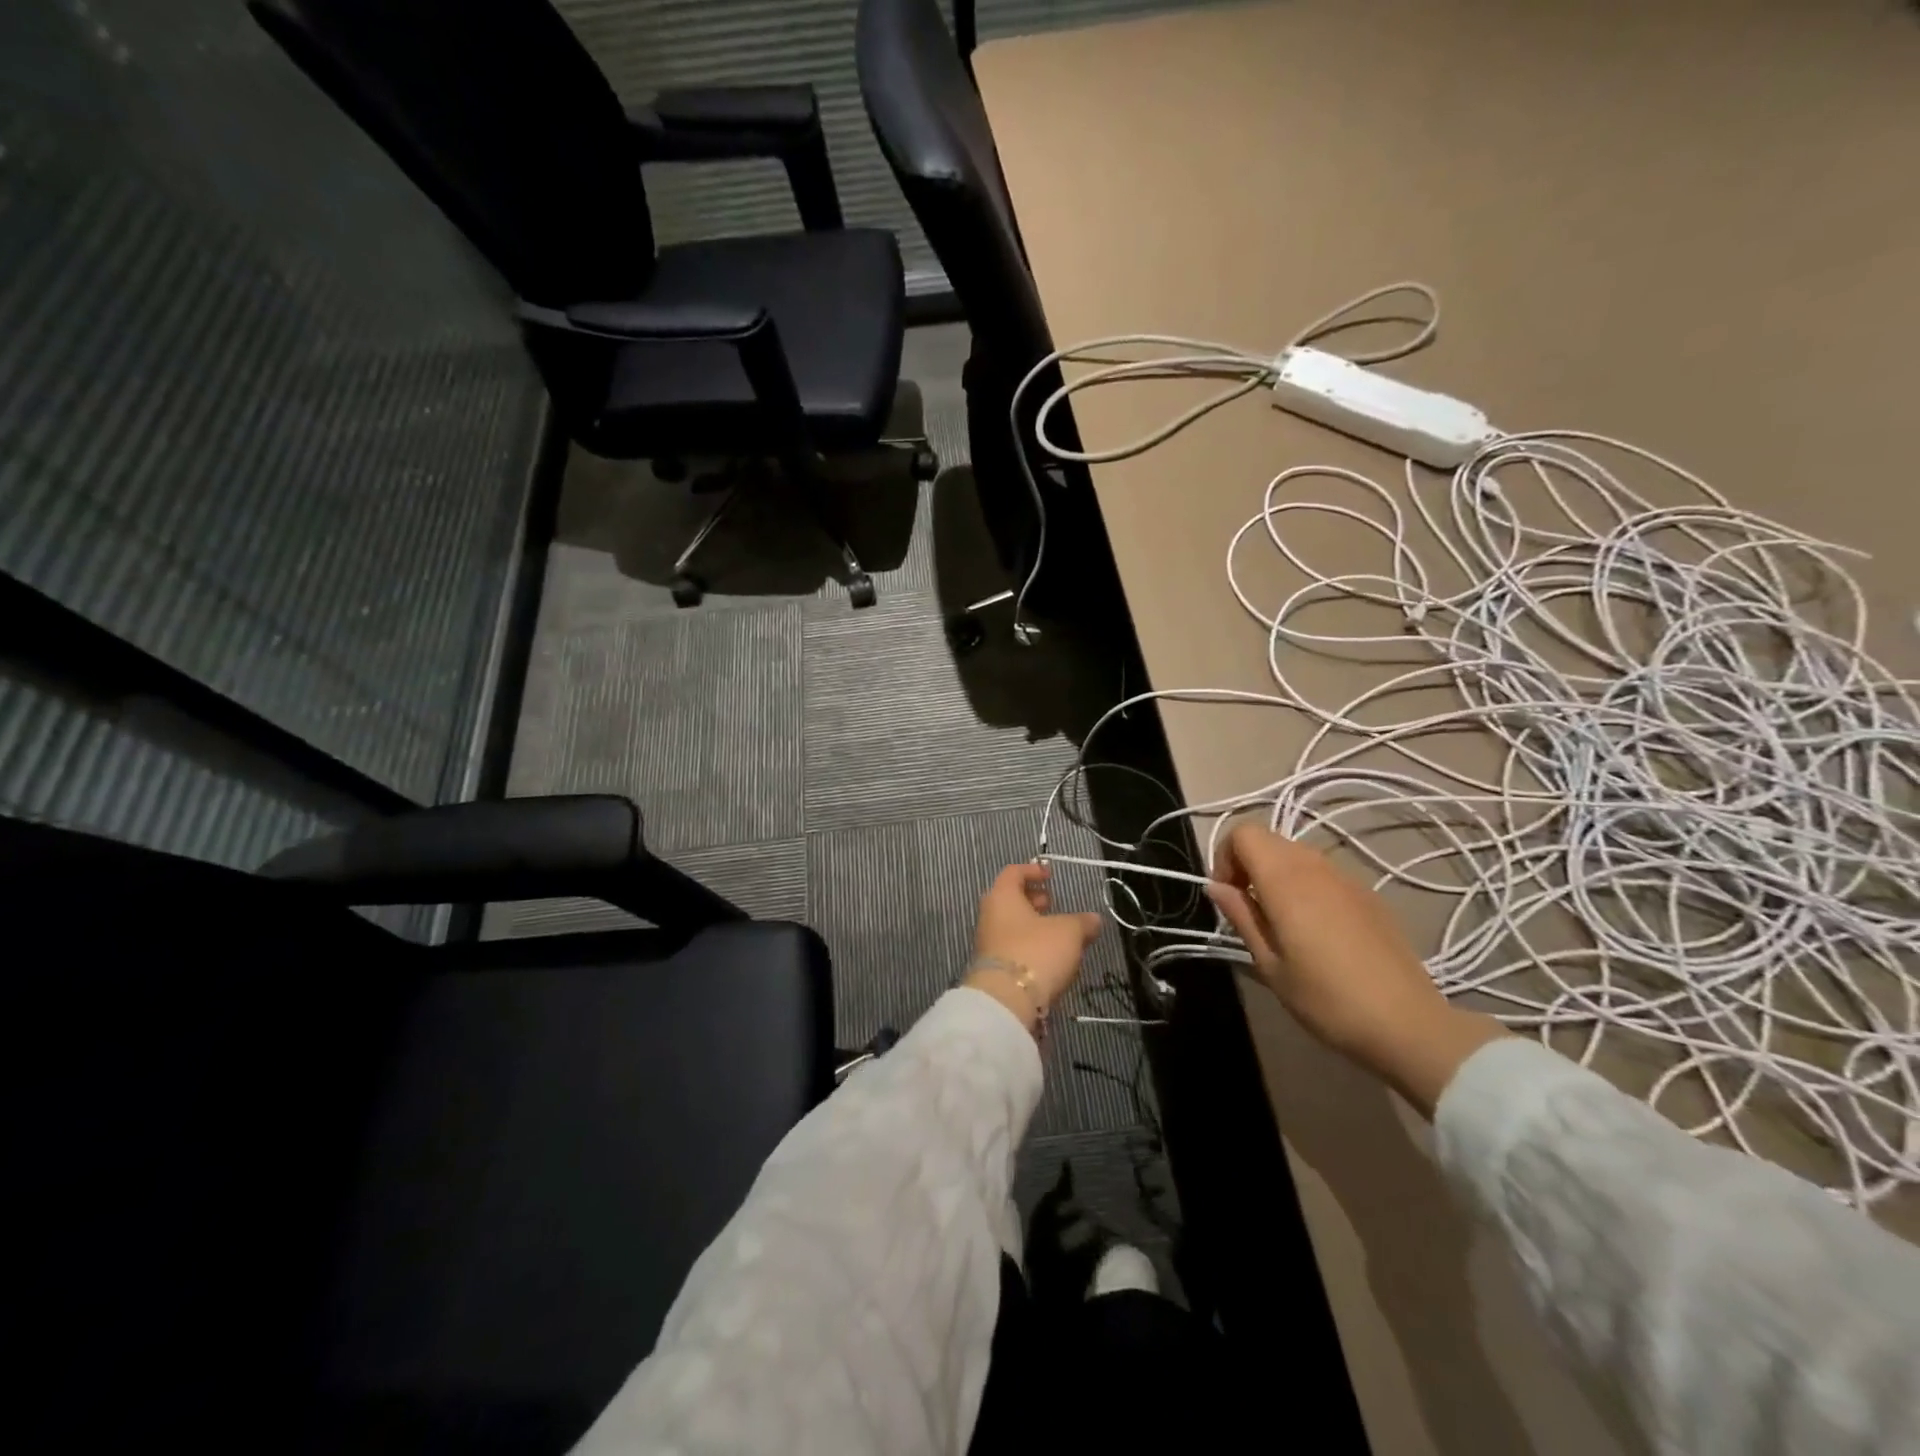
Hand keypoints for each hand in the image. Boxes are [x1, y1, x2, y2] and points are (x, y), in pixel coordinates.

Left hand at [966, 862, 1101, 1033]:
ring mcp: (988, 944)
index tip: (1050, 876)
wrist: (1006, 1001)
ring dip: (1033, 926)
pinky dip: (1029, 946)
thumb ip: (1082, 922)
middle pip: (1010, 899)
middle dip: (1032, 900)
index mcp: (1002, 896)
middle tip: (1053, 904)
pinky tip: (1050, 959)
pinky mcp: (993, 969)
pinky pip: (1013, 948)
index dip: (1033, 870)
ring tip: (1059, 935)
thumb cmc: (1036, 951)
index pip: (1013, 872)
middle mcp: (990, 916)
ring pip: (1012, 925)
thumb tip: (1094, 920)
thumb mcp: (1069, 932)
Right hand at [1206, 823, 1508, 1116]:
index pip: (1244, 833)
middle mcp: (1315, 866)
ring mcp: (1347, 878)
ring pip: (1297, 854)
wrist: (1407, 1024)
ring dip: (1277, 874)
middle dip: (1248, 864)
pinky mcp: (1369, 894)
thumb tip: (1215, 886)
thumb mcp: (1269, 964)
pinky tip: (1317, 931)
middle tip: (1249, 910)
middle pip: (1269, 839)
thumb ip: (1241, 916)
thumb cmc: (1326, 998)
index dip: (1225, 856)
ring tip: (1280, 921)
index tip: (1228, 896)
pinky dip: (1306, 886)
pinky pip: (1324, 873)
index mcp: (1285, 879)